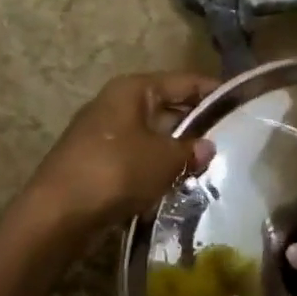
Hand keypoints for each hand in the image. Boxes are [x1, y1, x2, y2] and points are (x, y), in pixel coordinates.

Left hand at [27, 71, 217, 229]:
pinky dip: (155, 166)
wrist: (56, 214)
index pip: (184, 81)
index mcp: (133, 89)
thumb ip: (191, 150)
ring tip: (205, 164)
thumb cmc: (116, 171)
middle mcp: (115, 103)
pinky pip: (135, 156)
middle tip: (228, 138)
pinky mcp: (94, 161)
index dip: (213, 91)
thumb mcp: (165, 159)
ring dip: (175, 148)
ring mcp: (101, 132)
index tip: (240, 102)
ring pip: (151, 133)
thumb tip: (207, 147)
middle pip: (166, 106)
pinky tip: (173, 182)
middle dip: (195, 123)